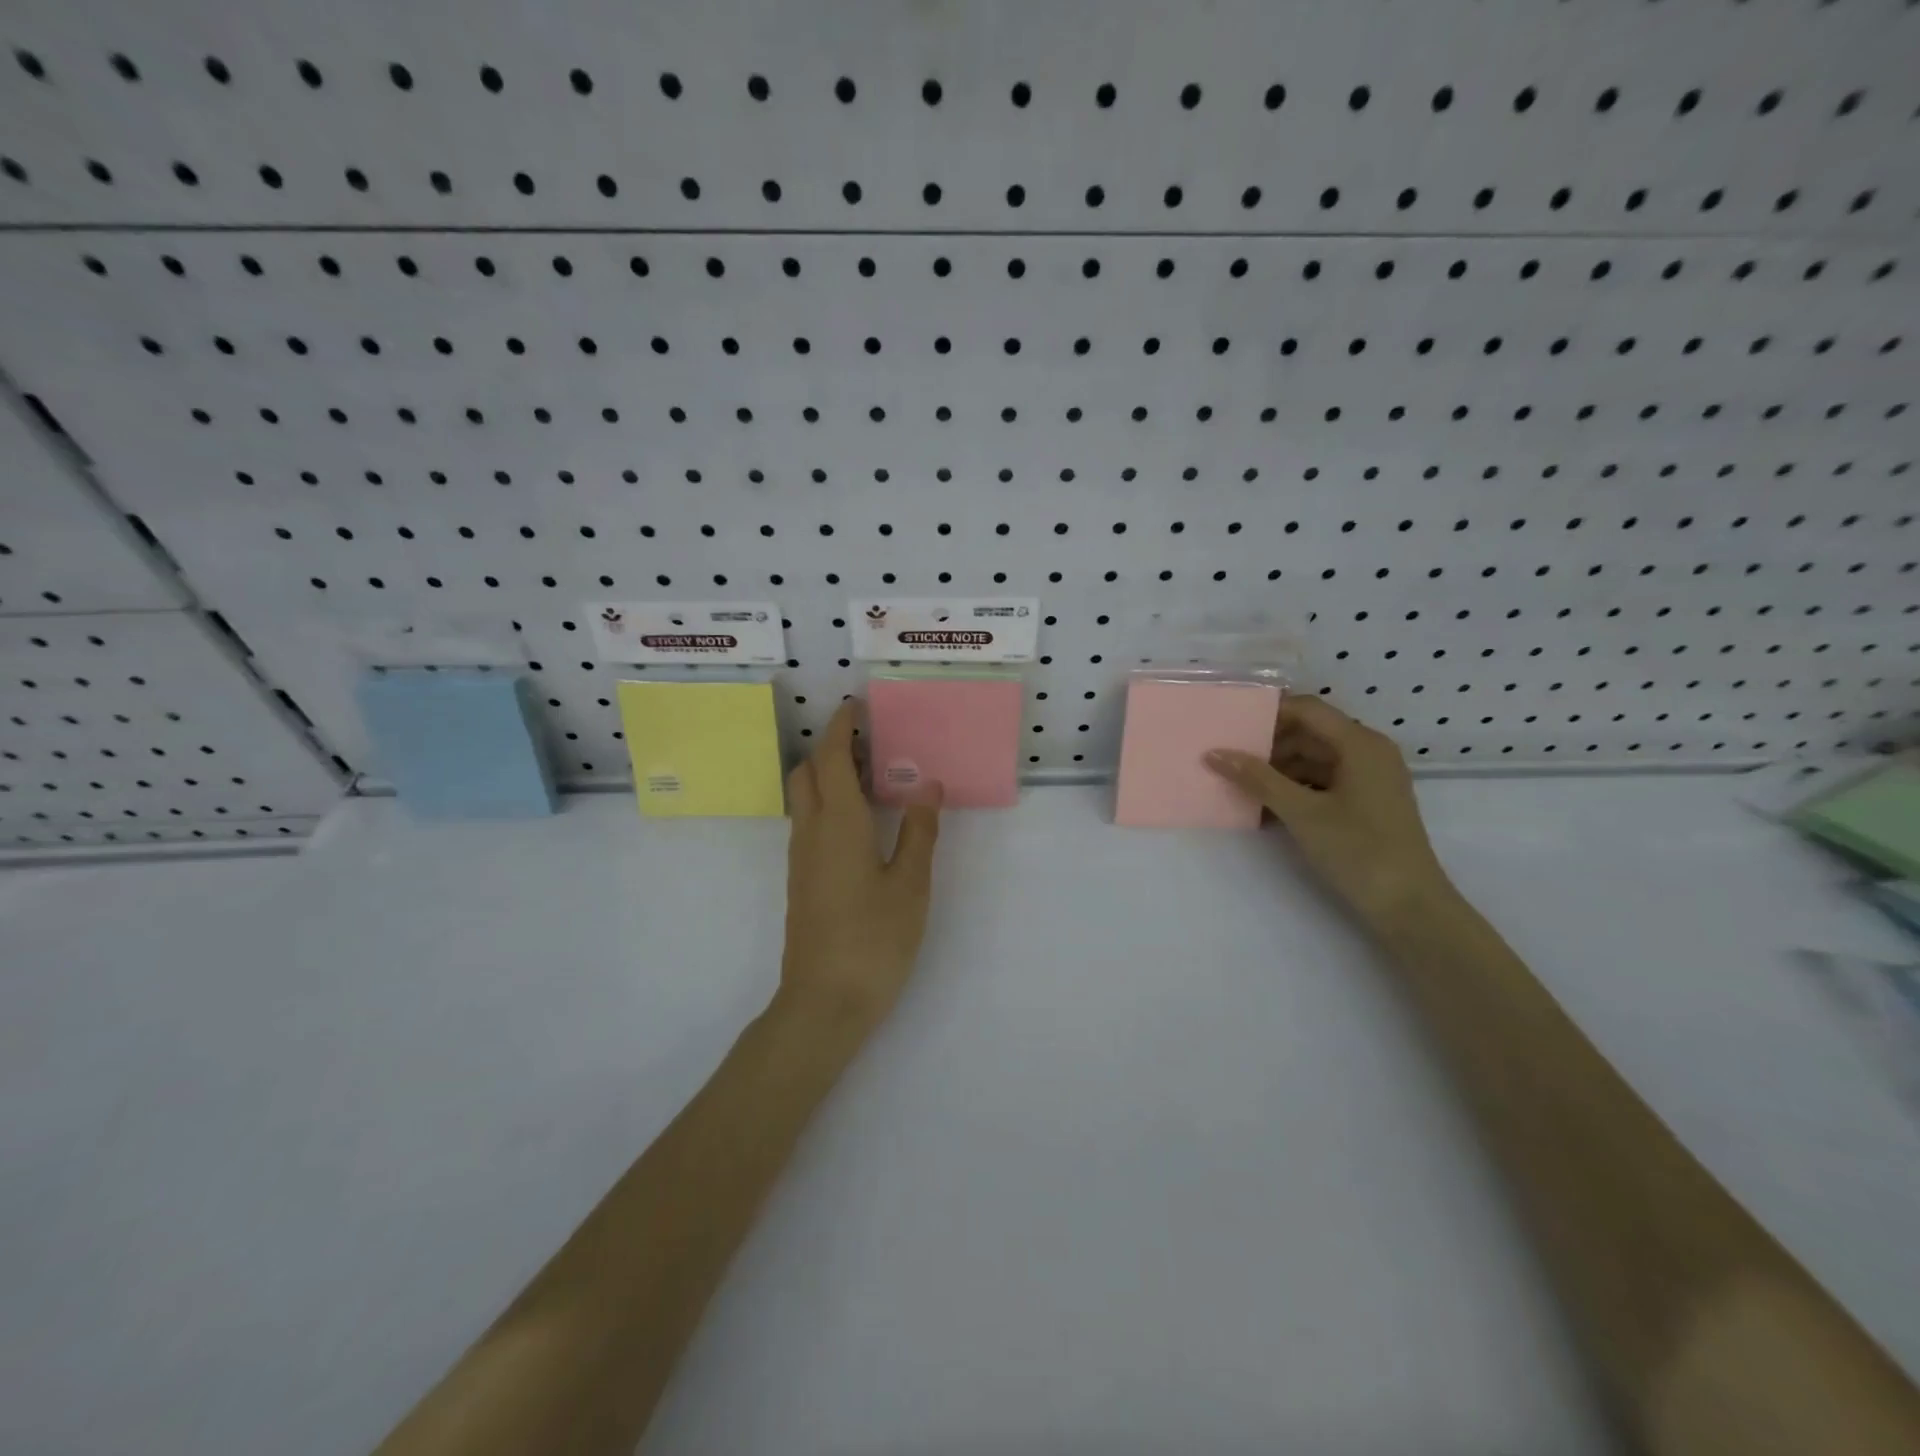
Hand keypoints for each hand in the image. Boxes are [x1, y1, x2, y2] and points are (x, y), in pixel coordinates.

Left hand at [779, 702, 941, 1028]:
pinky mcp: (802, 880)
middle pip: (806, 772)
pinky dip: (828, 804)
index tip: (856, 706)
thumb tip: (927, 785)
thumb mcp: (910, 885)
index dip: (840, 727)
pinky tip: (861, 823)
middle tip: (870, 744)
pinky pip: (809, 823)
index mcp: (838, 824)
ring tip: (870, 777)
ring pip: (804, 798)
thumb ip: (919, 831)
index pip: (829, 758)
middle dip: (830, 748)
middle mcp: (811, 832)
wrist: (823, 1002)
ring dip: (828, 776)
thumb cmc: (873, 940)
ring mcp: (801, 858)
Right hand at [1205, 696, 1451, 924]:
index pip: (1307, 709)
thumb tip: (1214, 753)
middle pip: (1310, 732)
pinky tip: (1266, 805)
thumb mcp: (1301, 812)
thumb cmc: (1358, 850)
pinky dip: (1296, 787)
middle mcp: (1368, 752)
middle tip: (1228, 755)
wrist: (1409, 906)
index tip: (1230, 724)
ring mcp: (1370, 778)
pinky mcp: (1366, 802)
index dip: (1268, 712)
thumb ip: (1257, 779)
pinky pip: (1324, 780)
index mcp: (1360, 744)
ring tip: (1241, 782)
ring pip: (1315, 758)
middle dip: (1269, 743)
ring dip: (1279, 768)